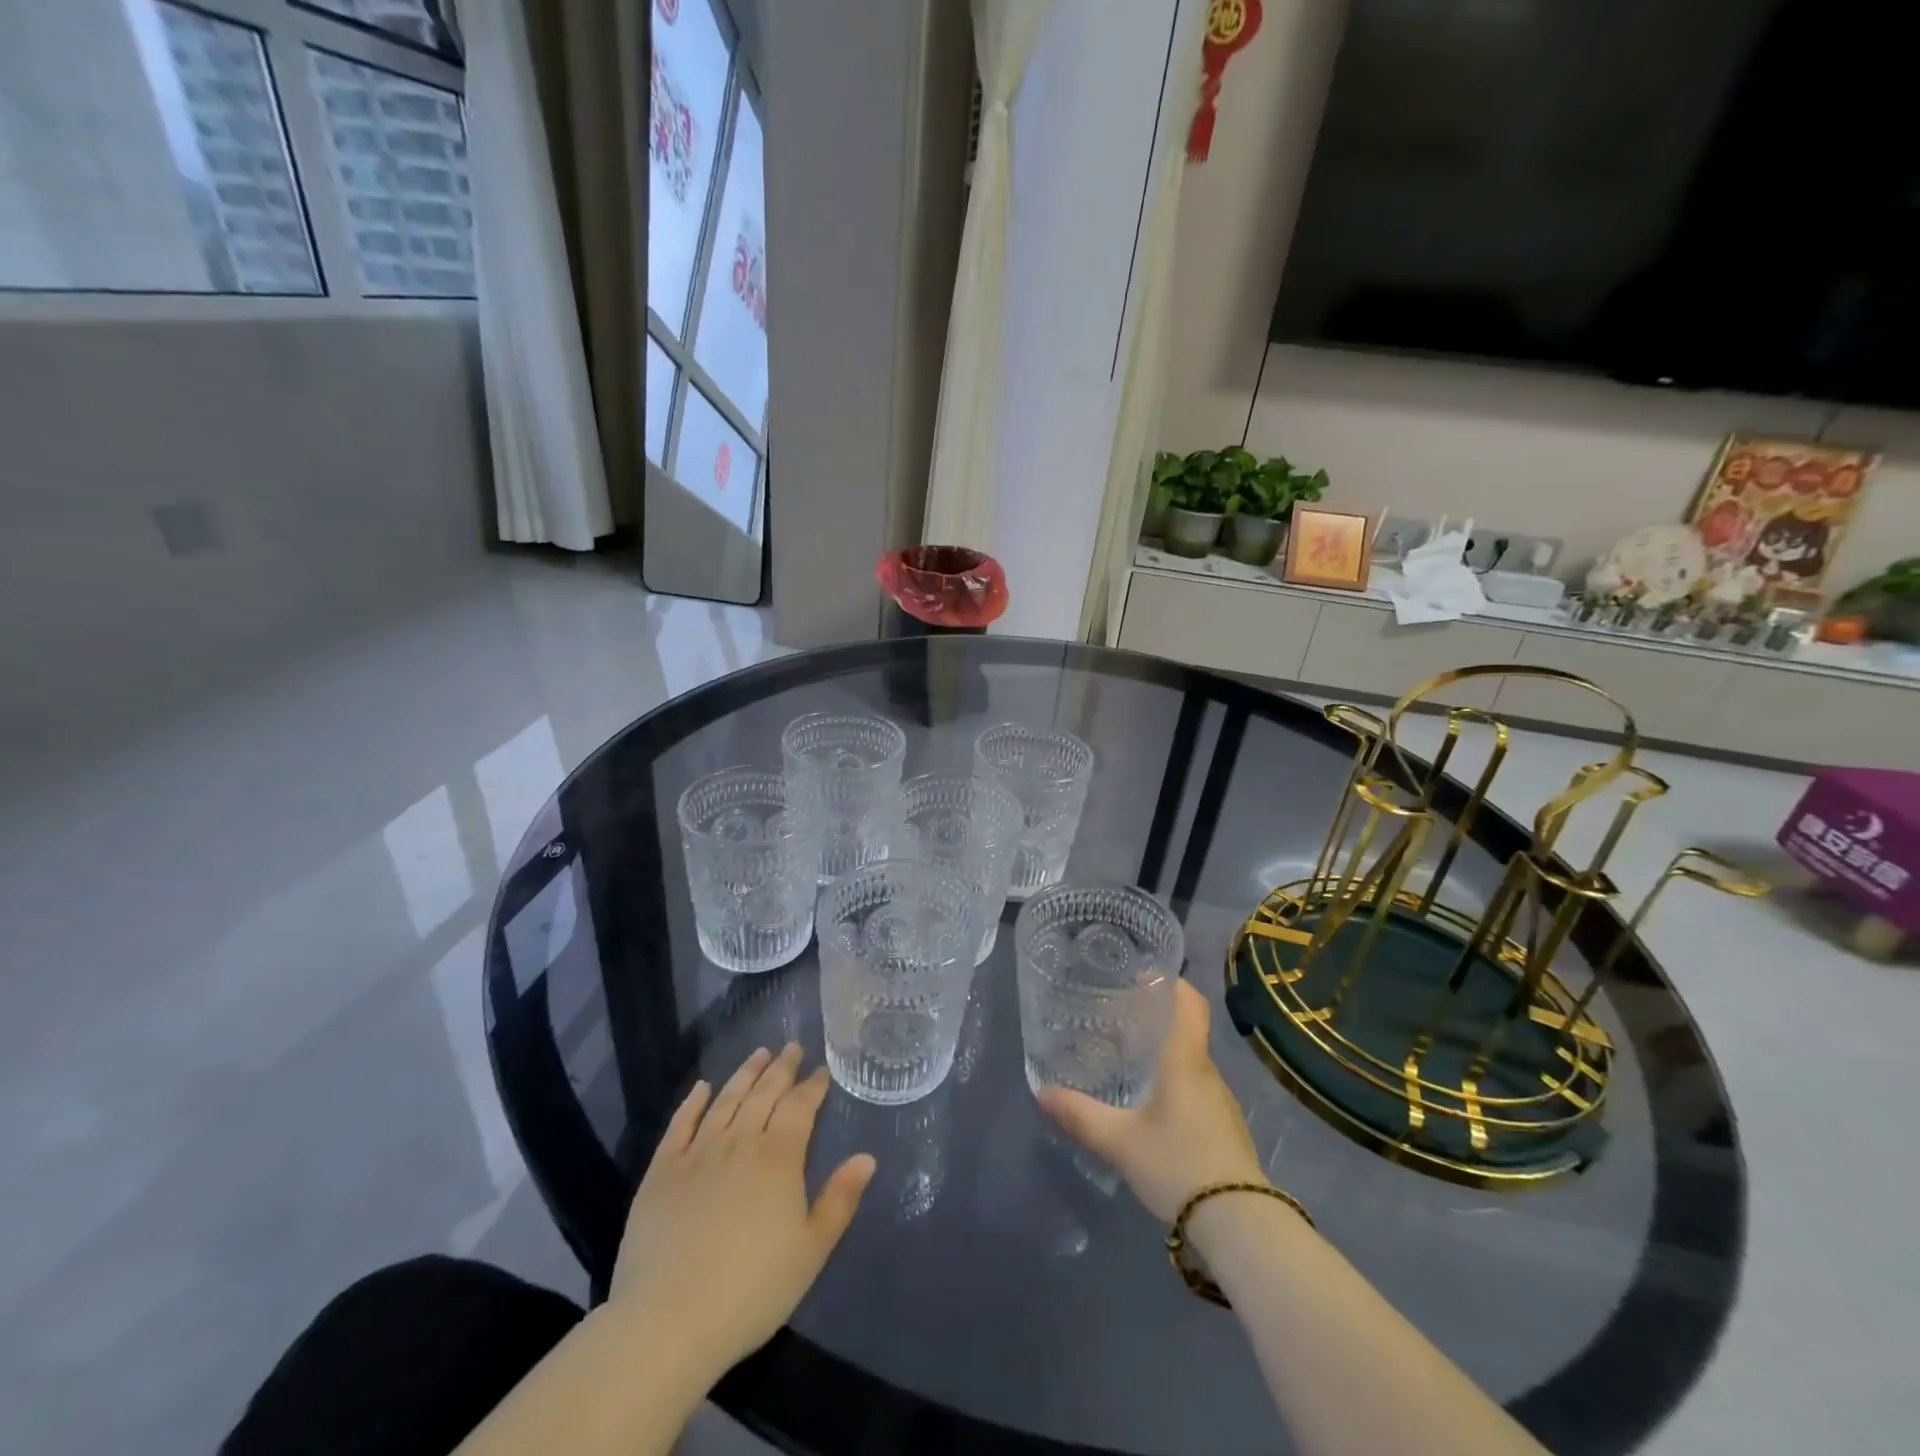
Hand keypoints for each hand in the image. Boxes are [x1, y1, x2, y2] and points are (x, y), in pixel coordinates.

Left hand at [610, 1044, 875, 1379]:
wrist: (668, 1322)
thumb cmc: (751, 1290)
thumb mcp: (811, 1251)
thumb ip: (840, 1200)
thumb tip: (867, 1157)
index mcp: (778, 1158)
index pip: (800, 1107)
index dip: (812, 1086)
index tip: (821, 1070)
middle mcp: (739, 1142)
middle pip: (764, 1094)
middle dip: (782, 1068)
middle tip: (792, 1046)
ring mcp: (697, 1153)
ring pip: (726, 1100)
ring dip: (745, 1074)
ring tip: (759, 1053)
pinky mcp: (662, 1172)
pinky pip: (681, 1124)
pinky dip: (694, 1102)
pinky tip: (702, 1087)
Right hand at [1038, 980, 1264, 1220]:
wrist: (1240, 1226)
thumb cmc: (1178, 1165)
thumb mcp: (1120, 1141)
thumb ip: (1081, 1115)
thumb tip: (1042, 1093)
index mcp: (1186, 1060)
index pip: (1190, 1003)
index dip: (1171, 982)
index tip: (1143, 975)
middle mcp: (1208, 1073)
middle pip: (1188, 1031)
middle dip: (1158, 1019)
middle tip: (1120, 1018)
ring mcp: (1222, 1104)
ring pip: (1192, 1064)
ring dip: (1166, 1054)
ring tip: (1130, 1059)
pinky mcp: (1226, 1130)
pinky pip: (1197, 1091)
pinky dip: (1176, 1083)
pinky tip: (1153, 1105)